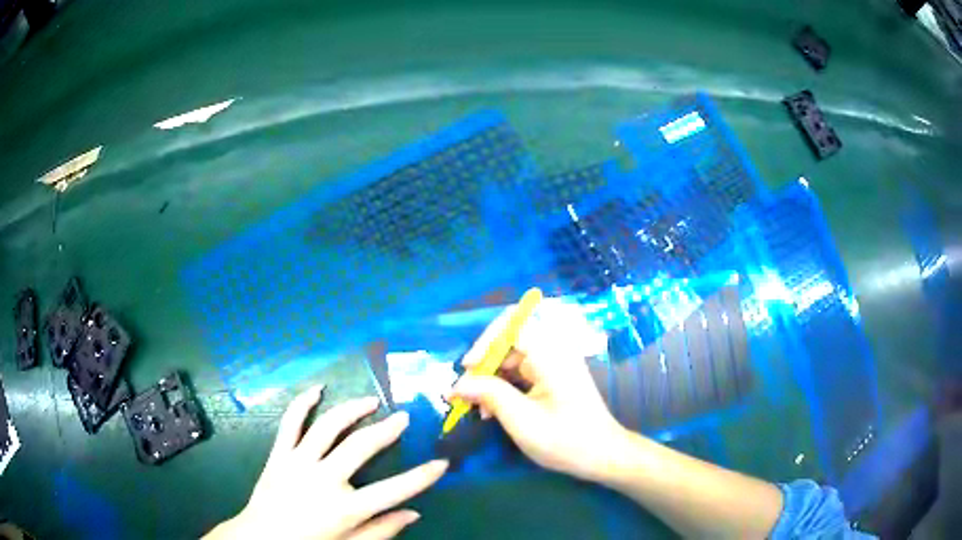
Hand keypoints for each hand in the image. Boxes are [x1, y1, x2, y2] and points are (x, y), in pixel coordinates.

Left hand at [206, 386, 447, 539]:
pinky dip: (302, 403)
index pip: (394, 490)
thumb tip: (414, 514)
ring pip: (328, 427)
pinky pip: (290, 422)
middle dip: (387, 430)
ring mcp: (298, 462)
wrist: (261, 537)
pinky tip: (317, 389)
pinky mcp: (279, 453)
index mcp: (345, 508)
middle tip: (404, 417)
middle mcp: (323, 479)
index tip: (441, 463)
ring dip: (352, 409)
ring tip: (371, 401)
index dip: (422, 477)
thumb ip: (382, 531)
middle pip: (361, 447)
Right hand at [449, 299, 627, 481]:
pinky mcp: (554, 377)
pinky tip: (492, 410)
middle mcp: (555, 350)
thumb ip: (489, 395)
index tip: (468, 369)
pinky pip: (521, 370)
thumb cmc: (565, 440)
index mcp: (551, 354)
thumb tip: (457, 384)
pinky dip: (504, 386)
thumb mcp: (521, 420)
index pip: (512, 324)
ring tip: (477, 408)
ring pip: (512, 357)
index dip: (485, 342)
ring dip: (491, 378)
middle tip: (466, 391)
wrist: (603, 456)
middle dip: (484, 363)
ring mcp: (555, 364)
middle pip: (510, 340)